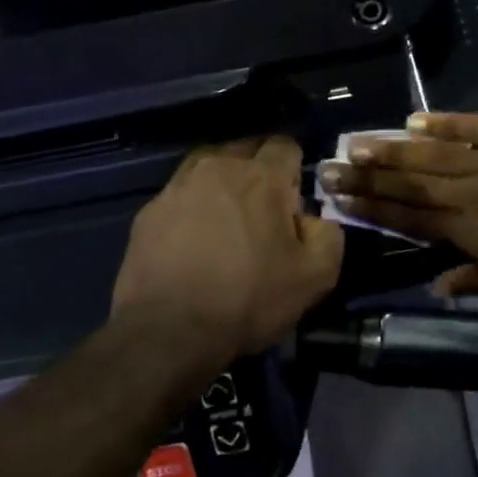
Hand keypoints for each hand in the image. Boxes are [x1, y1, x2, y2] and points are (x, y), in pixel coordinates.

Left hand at [113, 137, 344, 362]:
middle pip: (245, 149)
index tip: (293, 204)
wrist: (169, 331)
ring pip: (208, 167)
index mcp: (261, 176)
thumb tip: (313, 220)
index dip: (295, 171)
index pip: (286, 145)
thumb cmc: (248, 299)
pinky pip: (180, 196)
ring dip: (222, 184)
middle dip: (259, 170)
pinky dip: (191, 208)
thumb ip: (329, 235)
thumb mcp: (315, 277)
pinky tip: (193, 242)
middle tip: (263, 213)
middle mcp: (217, 167)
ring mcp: (177, 187)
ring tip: (225, 221)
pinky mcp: (149, 211)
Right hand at [321, 114, 477, 303]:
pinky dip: (447, 123)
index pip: (411, 219)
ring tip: (359, 142)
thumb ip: (476, 280)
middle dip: (369, 177)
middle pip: (413, 184)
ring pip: (436, 154)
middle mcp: (474, 193)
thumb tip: (436, 285)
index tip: (342, 200)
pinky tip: (417, 120)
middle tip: (331, 166)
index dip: (374, 209)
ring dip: (395, 149)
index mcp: (472, 232)